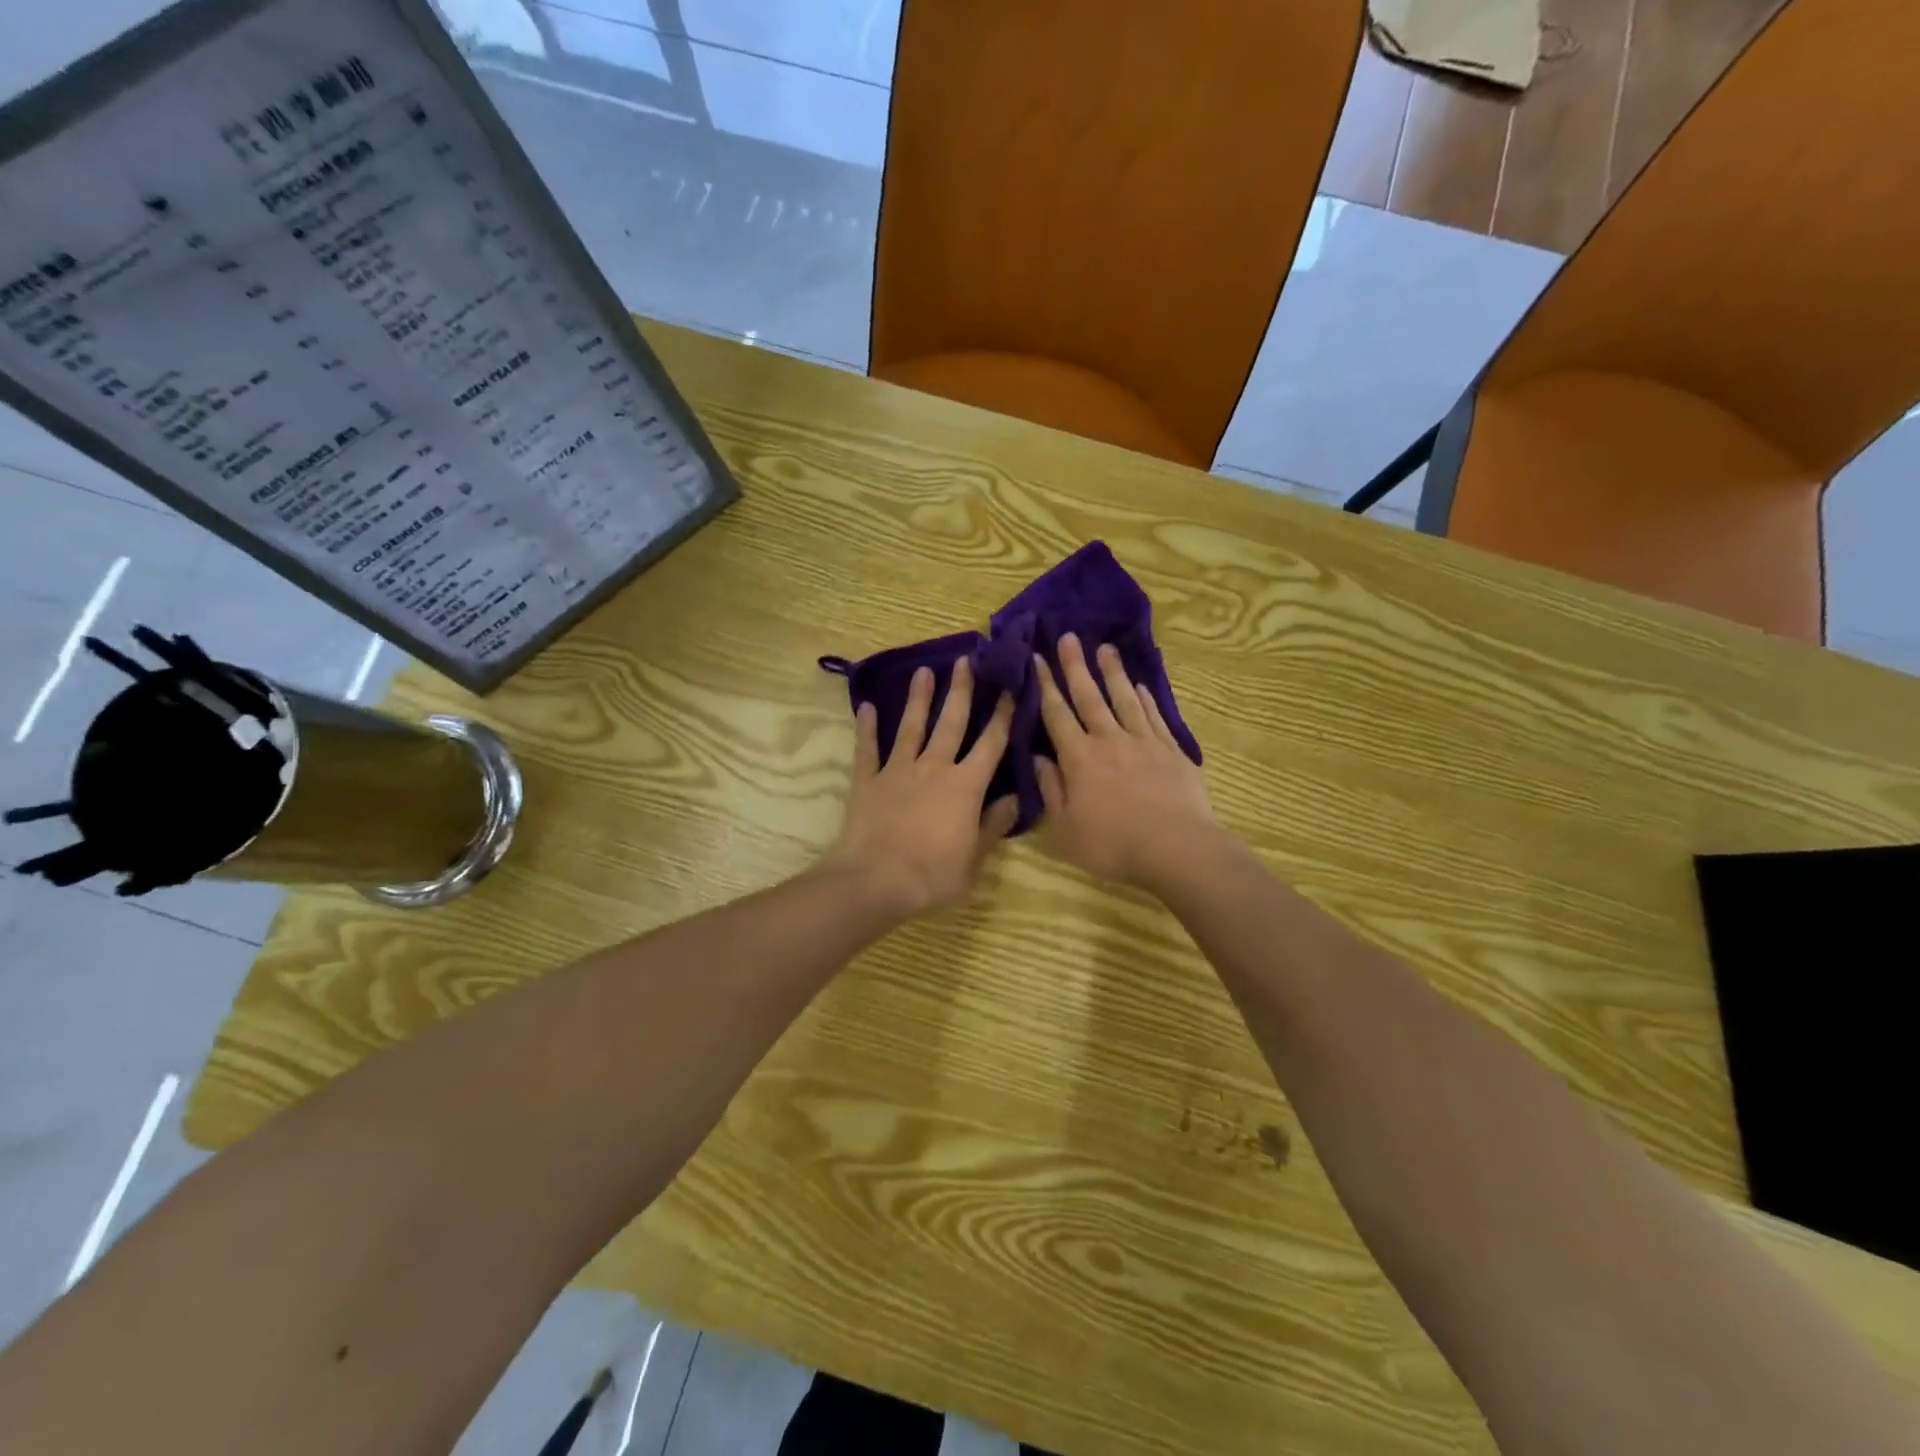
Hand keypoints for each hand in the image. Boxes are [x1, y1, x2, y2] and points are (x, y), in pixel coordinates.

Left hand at [819, 658, 1017, 919]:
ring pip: (912, 727)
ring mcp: (898, 770)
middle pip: (951, 722)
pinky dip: (867, 728)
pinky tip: (866, 707)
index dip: (1002, 715)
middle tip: (966, 660)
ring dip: (918, 699)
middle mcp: (934, 768)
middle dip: (960, 690)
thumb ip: (994, 825)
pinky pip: (867, 748)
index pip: (991, 744)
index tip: (1009, 688)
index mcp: (966, 786)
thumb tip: (1014, 799)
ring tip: (923, 671)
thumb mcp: (975, 858)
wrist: (876, 880)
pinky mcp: (868, 780)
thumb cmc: (932, 874)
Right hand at [1034, 633, 1220, 895]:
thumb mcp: (1065, 828)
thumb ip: (1050, 790)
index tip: (1036, 658)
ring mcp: (1143, 742)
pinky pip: (1154, 716)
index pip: (1056, 714)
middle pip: (1089, 697)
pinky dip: (1145, 699)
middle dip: (1075, 666)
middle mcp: (1109, 740)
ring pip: (1124, 699)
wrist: (1176, 848)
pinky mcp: (1171, 751)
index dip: (1044, 685)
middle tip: (1068, 636)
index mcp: (1078, 758)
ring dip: (1112, 672)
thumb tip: (1039, 758)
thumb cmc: (1112, 844)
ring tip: (1105, 648)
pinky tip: (1140, 686)